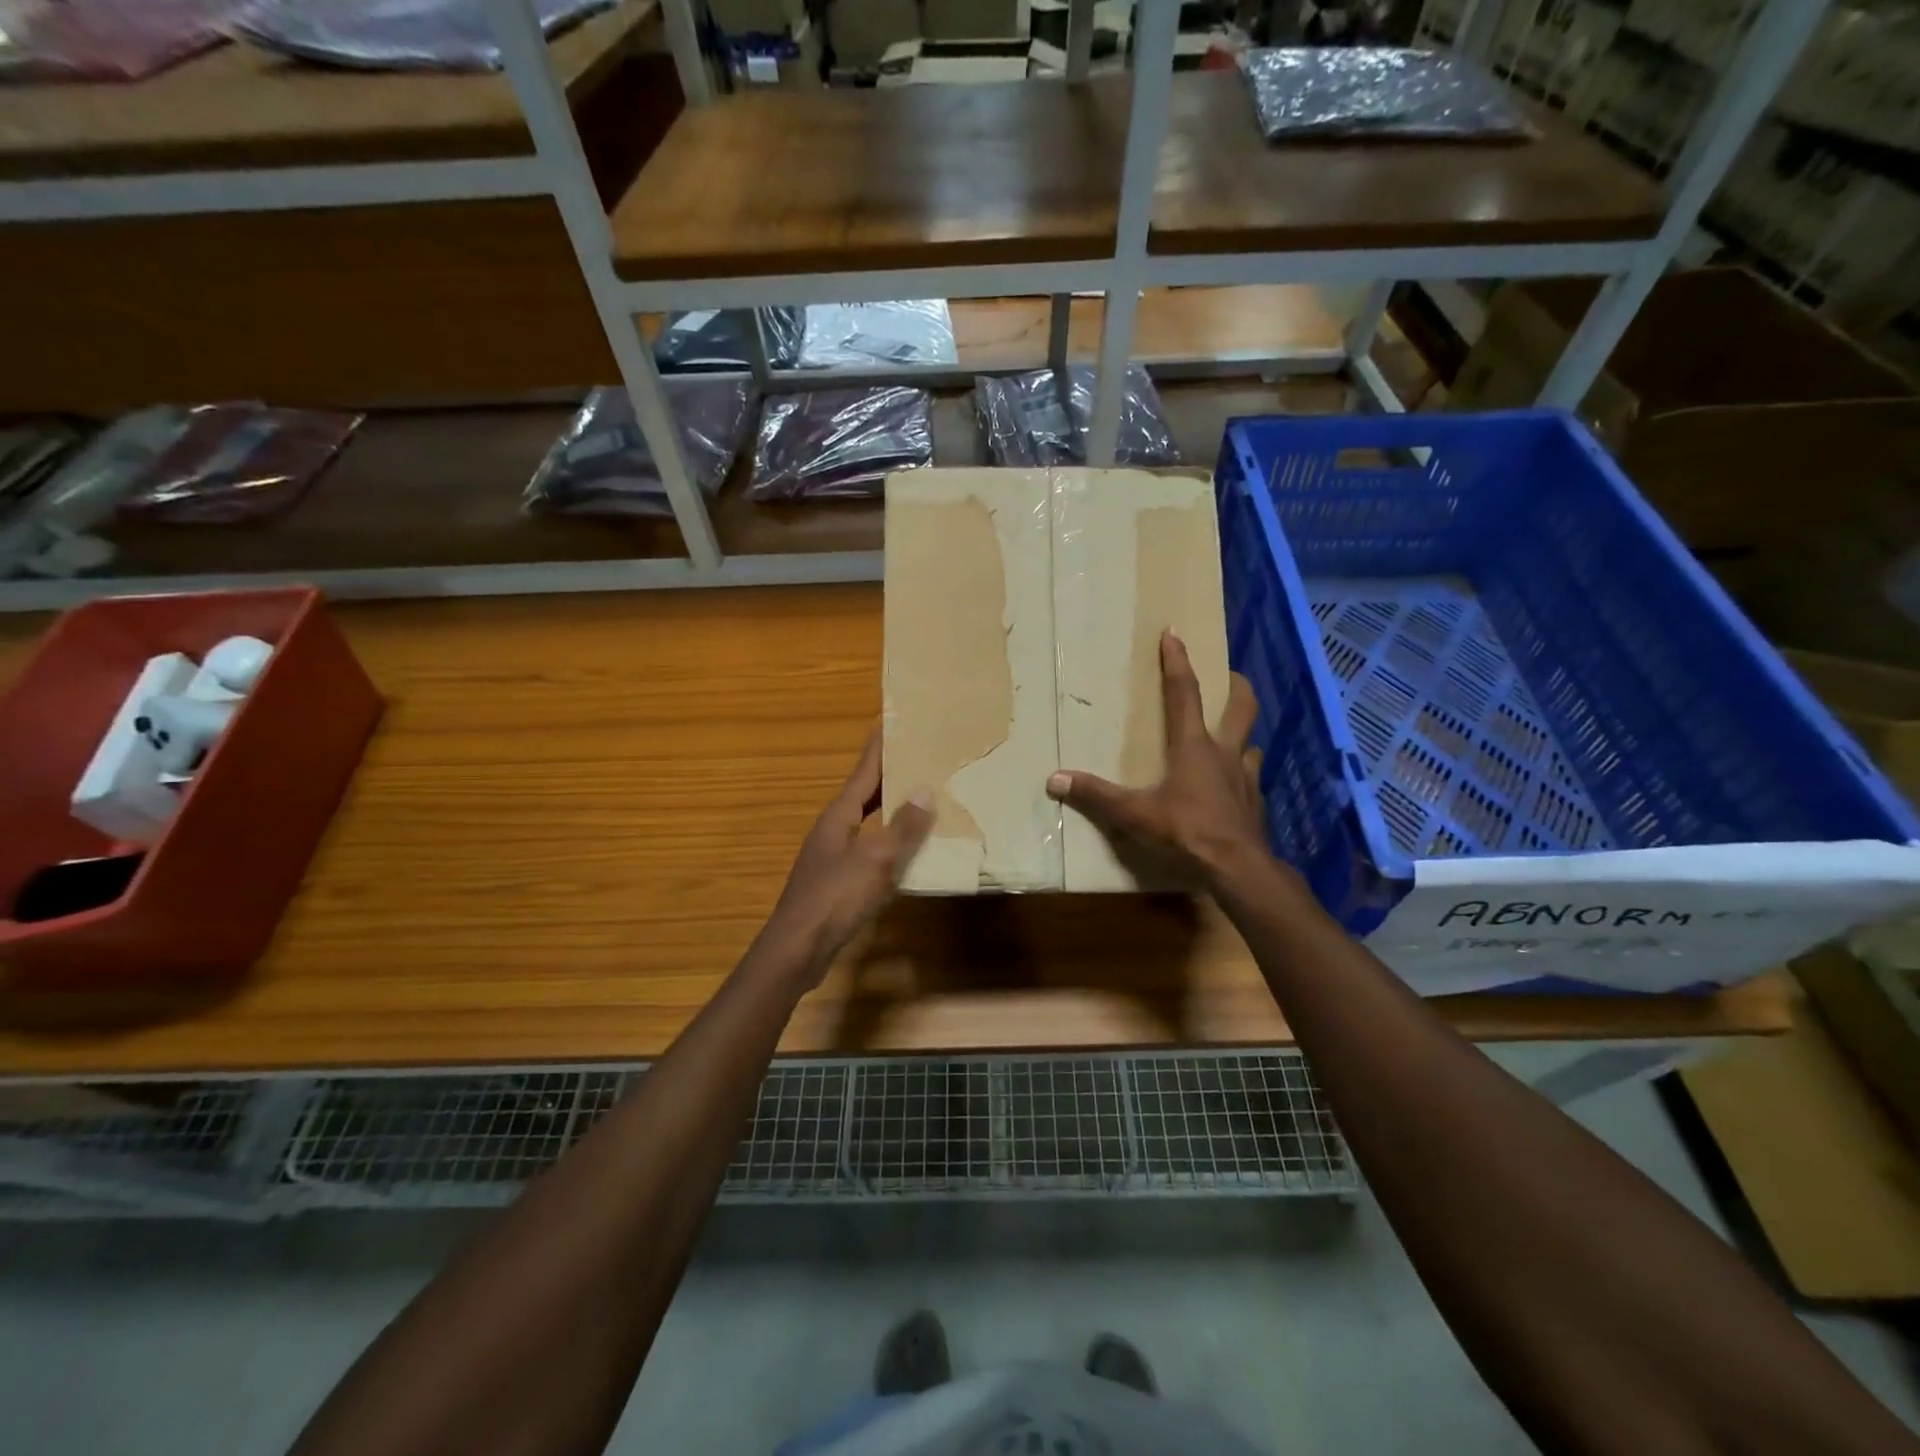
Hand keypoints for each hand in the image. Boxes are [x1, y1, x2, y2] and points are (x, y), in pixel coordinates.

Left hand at [764, 730, 932, 984]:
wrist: (797, 949)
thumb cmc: (835, 898)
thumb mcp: (877, 860)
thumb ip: (903, 827)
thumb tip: (925, 790)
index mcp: (839, 815)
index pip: (864, 771)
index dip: (879, 746)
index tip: (892, 720)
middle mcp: (833, 829)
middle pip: (864, 793)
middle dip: (890, 775)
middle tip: (920, 756)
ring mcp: (831, 856)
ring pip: (867, 822)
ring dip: (890, 809)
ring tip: (921, 798)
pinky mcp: (835, 881)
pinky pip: (868, 850)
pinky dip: (888, 842)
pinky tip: (907, 852)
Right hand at [1046, 630, 1267, 892]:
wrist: (1238, 868)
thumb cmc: (1187, 831)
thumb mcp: (1134, 814)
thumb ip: (1096, 795)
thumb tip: (1054, 779)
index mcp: (1194, 746)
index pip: (1184, 693)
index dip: (1177, 662)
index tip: (1174, 634)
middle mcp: (1225, 754)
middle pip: (1241, 708)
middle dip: (1237, 687)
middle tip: (1232, 675)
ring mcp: (1246, 779)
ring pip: (1251, 745)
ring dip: (1242, 737)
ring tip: (1230, 740)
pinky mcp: (1255, 804)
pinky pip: (1251, 780)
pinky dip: (1242, 777)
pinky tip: (1232, 790)